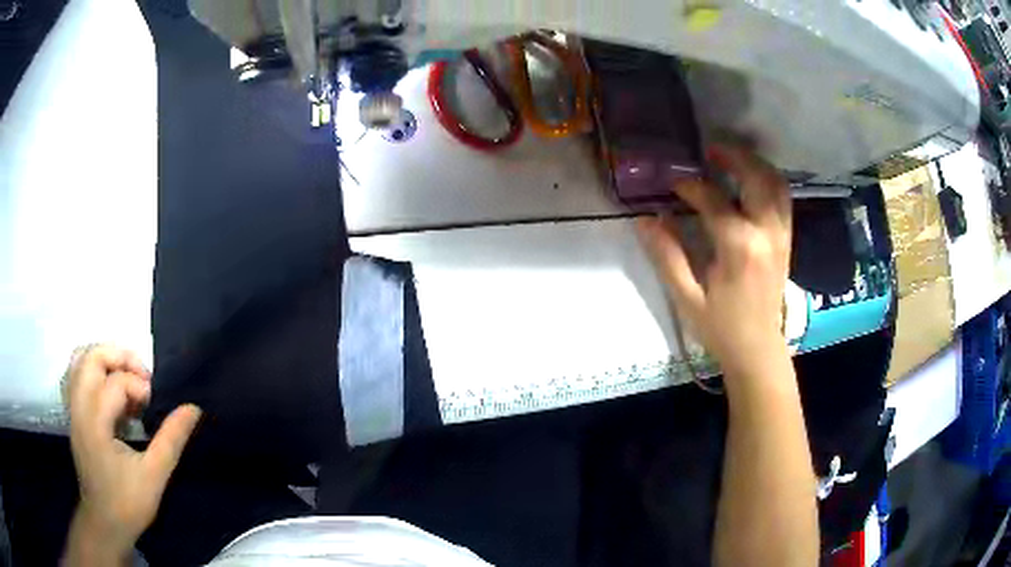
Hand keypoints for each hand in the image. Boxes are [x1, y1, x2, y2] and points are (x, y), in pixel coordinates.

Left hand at [64, 345, 200, 558]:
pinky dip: (94, 373)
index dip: (140, 387)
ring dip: (105, 361)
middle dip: (119, 357)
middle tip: (142, 375)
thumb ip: (171, 439)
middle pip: (91, 357)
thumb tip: (192, 408)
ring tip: (126, 378)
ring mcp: (73, 410)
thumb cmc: (127, 503)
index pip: (116, 382)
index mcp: (95, 422)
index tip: (156, 406)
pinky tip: (111, 393)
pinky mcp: (74, 416)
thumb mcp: (154, 476)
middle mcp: (79, 407)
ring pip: (80, 362)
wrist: (104, 523)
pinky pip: (77, 377)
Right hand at [637, 144, 791, 380]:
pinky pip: (782, 198)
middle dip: (733, 156)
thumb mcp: (686, 296)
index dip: (690, 187)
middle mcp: (766, 233)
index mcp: (739, 247)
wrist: (757, 348)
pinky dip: (768, 180)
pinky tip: (751, 180)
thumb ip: (667, 255)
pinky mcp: (786, 239)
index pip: (713, 200)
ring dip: (754, 164)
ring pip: (775, 183)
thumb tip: (645, 219)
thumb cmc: (720, 327)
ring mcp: (781, 235)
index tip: (672, 183)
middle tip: (709, 149)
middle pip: (755, 177)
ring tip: (731, 157)